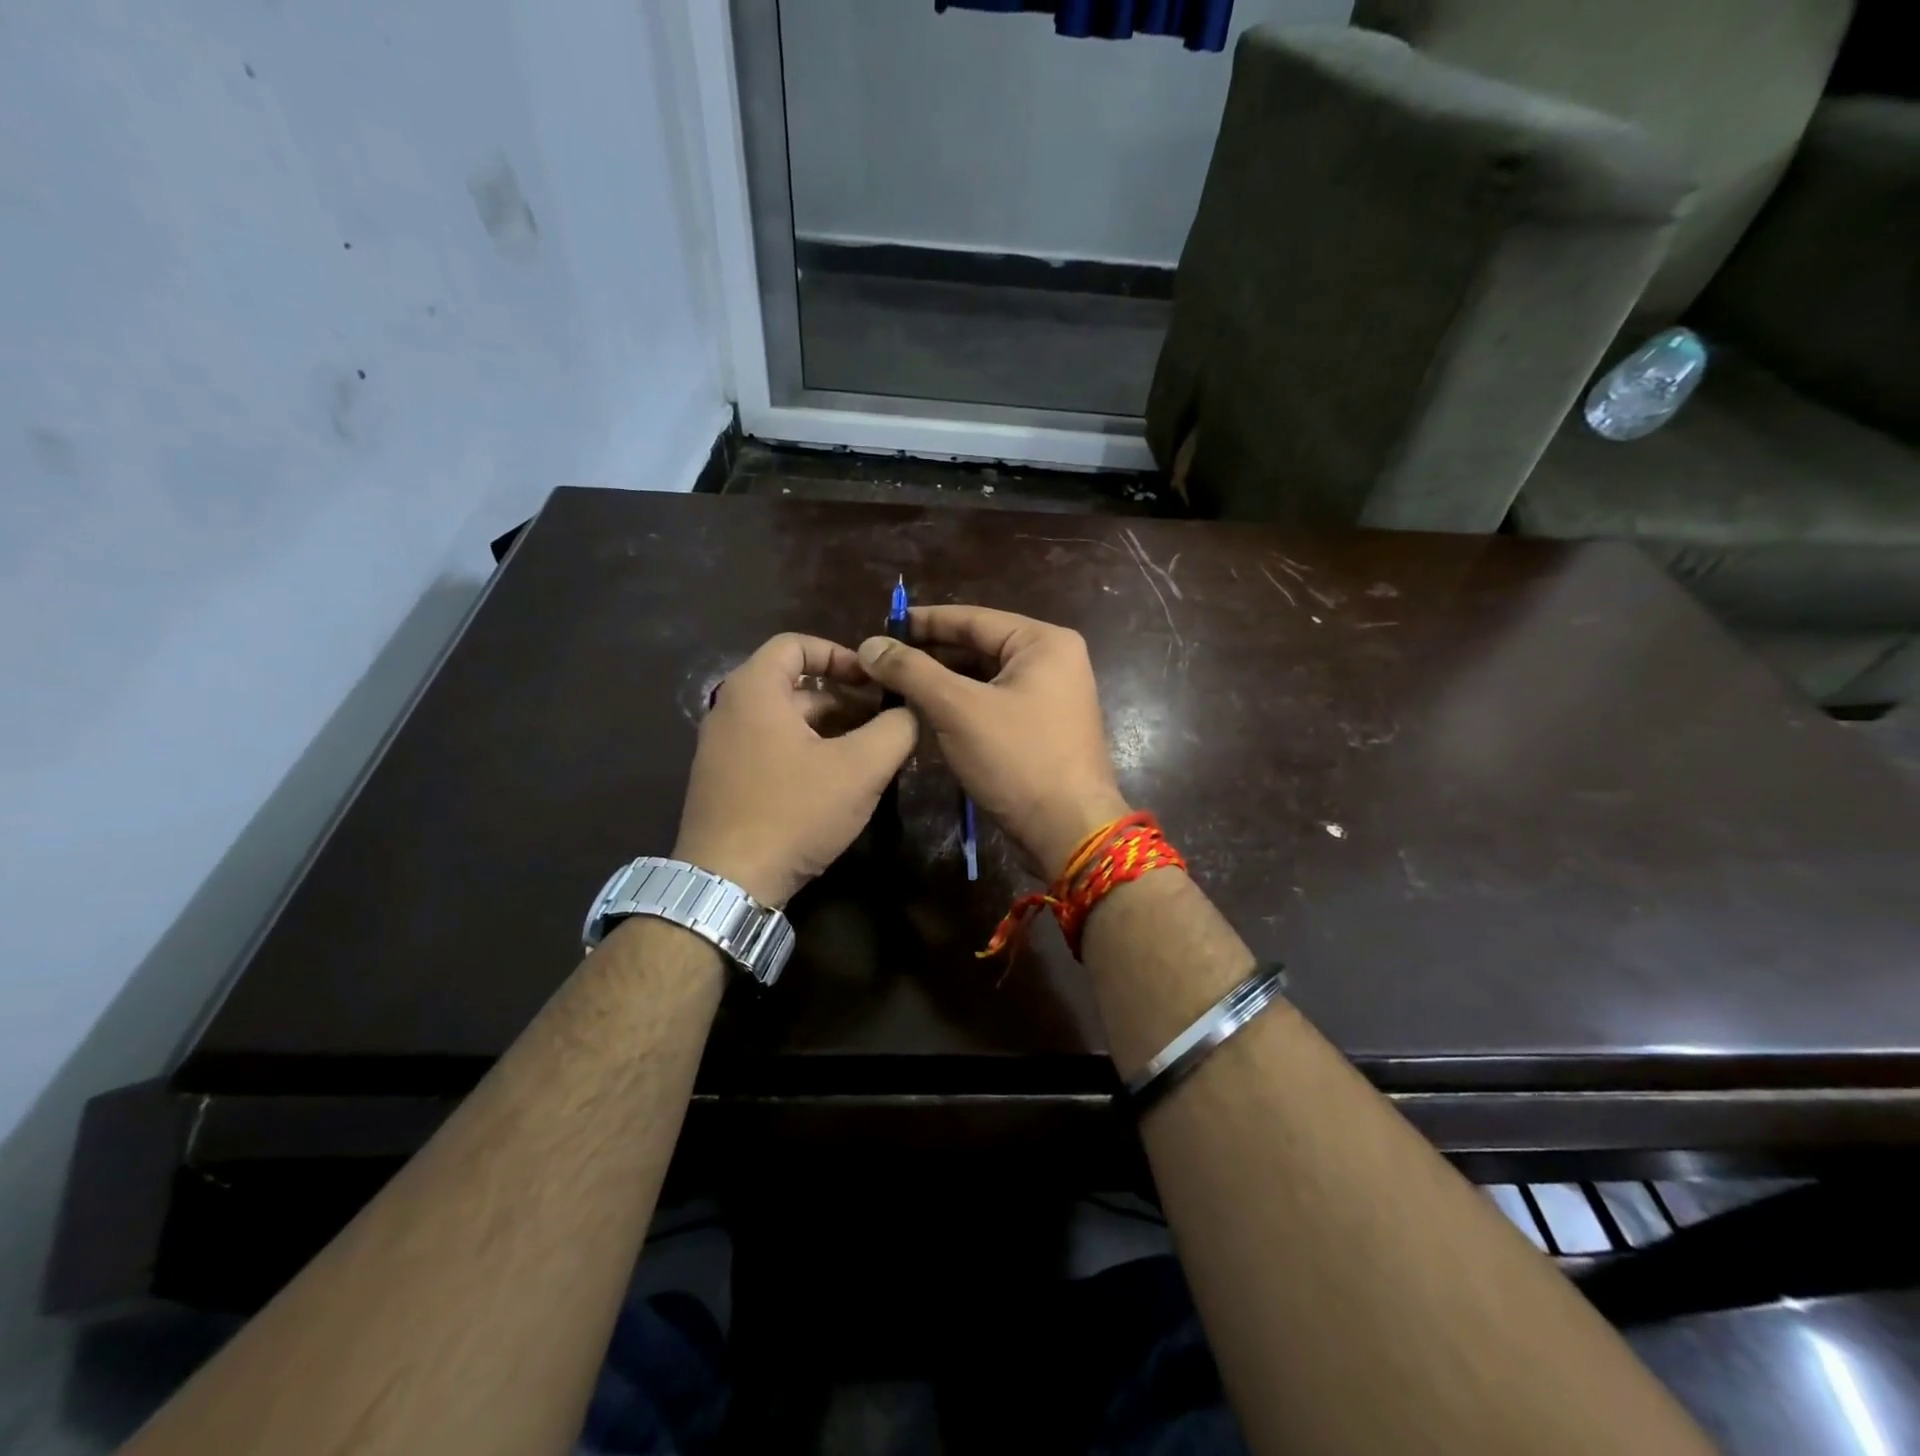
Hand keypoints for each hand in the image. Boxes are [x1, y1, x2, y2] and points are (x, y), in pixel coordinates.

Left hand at [674, 634, 916, 906]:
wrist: (727, 885)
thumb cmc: (793, 812)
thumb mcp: (860, 768)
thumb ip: (895, 729)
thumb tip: (913, 710)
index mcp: (754, 690)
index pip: (796, 643)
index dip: (840, 654)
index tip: (874, 680)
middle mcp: (729, 710)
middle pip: (794, 686)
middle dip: (844, 699)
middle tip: (884, 721)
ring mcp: (721, 749)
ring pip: (785, 722)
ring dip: (830, 729)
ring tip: (870, 754)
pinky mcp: (723, 783)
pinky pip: (771, 749)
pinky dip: (806, 752)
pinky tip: (837, 784)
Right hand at [856, 606, 1128, 877]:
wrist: (1069, 832)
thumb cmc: (1018, 760)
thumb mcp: (958, 709)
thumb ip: (912, 671)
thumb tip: (870, 644)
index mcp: (1043, 642)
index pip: (973, 618)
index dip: (923, 622)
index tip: (882, 625)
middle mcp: (1054, 660)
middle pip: (979, 646)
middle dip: (931, 655)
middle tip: (882, 661)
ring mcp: (1052, 696)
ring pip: (985, 678)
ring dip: (943, 682)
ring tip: (896, 686)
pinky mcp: (1044, 727)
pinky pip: (995, 703)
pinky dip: (962, 705)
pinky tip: (927, 713)